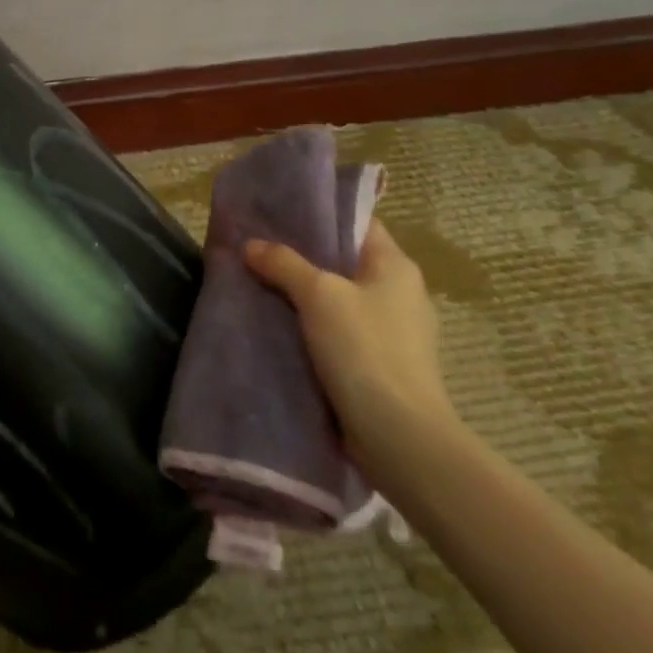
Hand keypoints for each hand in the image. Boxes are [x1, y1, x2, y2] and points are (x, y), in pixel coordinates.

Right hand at [243, 220, 455, 473]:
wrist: (399, 437)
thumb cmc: (364, 350)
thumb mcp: (318, 295)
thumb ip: (284, 263)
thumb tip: (251, 244)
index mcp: (396, 266)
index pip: (358, 224)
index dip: (321, 216)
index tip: (280, 214)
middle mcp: (402, 293)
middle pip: (346, 262)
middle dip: (305, 257)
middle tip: (260, 250)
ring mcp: (396, 333)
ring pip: (341, 300)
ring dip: (307, 296)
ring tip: (262, 287)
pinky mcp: (383, 366)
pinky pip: (342, 333)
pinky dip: (315, 328)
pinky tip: (283, 329)